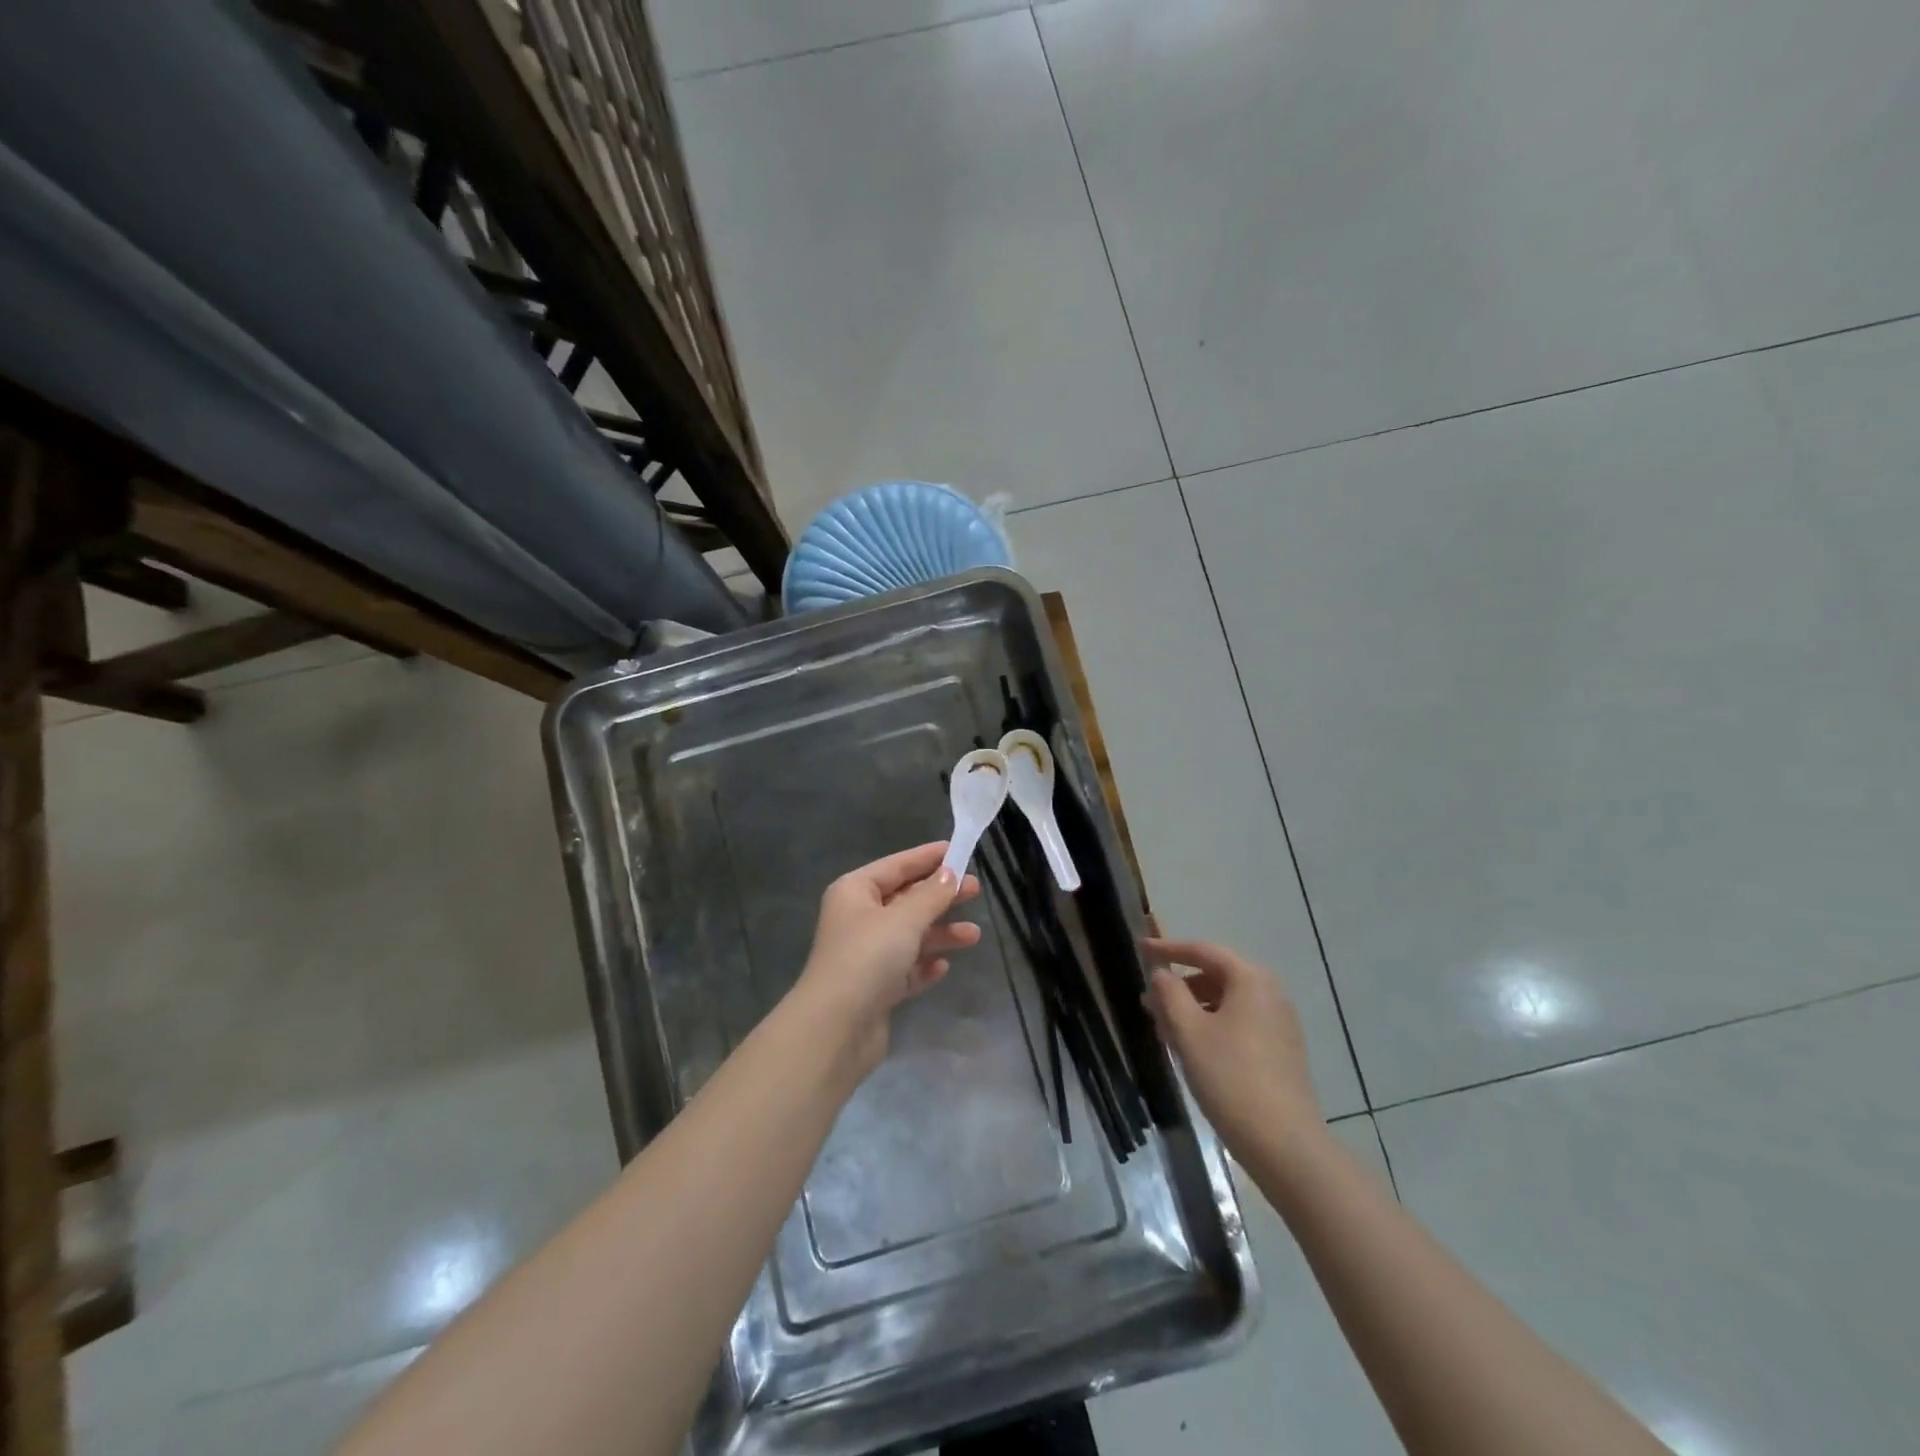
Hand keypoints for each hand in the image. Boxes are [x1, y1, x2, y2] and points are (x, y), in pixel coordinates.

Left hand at [789, 842, 980, 1077]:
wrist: (836, 1028)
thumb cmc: (868, 958)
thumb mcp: (904, 919)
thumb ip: (931, 895)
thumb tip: (950, 873)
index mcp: (855, 892)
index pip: (897, 865)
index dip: (928, 857)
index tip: (960, 850)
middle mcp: (858, 918)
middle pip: (905, 899)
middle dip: (940, 897)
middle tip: (975, 891)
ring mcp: (865, 955)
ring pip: (910, 935)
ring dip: (940, 934)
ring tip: (973, 936)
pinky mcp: (875, 988)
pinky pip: (906, 968)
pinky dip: (924, 965)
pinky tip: (943, 967)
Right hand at [1144, 938, 1321, 1148]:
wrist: (1284, 1144)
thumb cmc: (1230, 1077)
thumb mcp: (1188, 1031)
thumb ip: (1169, 993)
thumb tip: (1160, 972)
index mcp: (1250, 980)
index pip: (1203, 951)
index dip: (1168, 949)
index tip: (1140, 949)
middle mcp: (1270, 993)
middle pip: (1216, 976)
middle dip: (1178, 987)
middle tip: (1148, 1003)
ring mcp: (1279, 1023)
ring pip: (1225, 1003)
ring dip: (1192, 1010)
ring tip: (1163, 1032)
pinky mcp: (1280, 1051)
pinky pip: (1238, 1024)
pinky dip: (1211, 1027)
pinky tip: (1190, 1050)